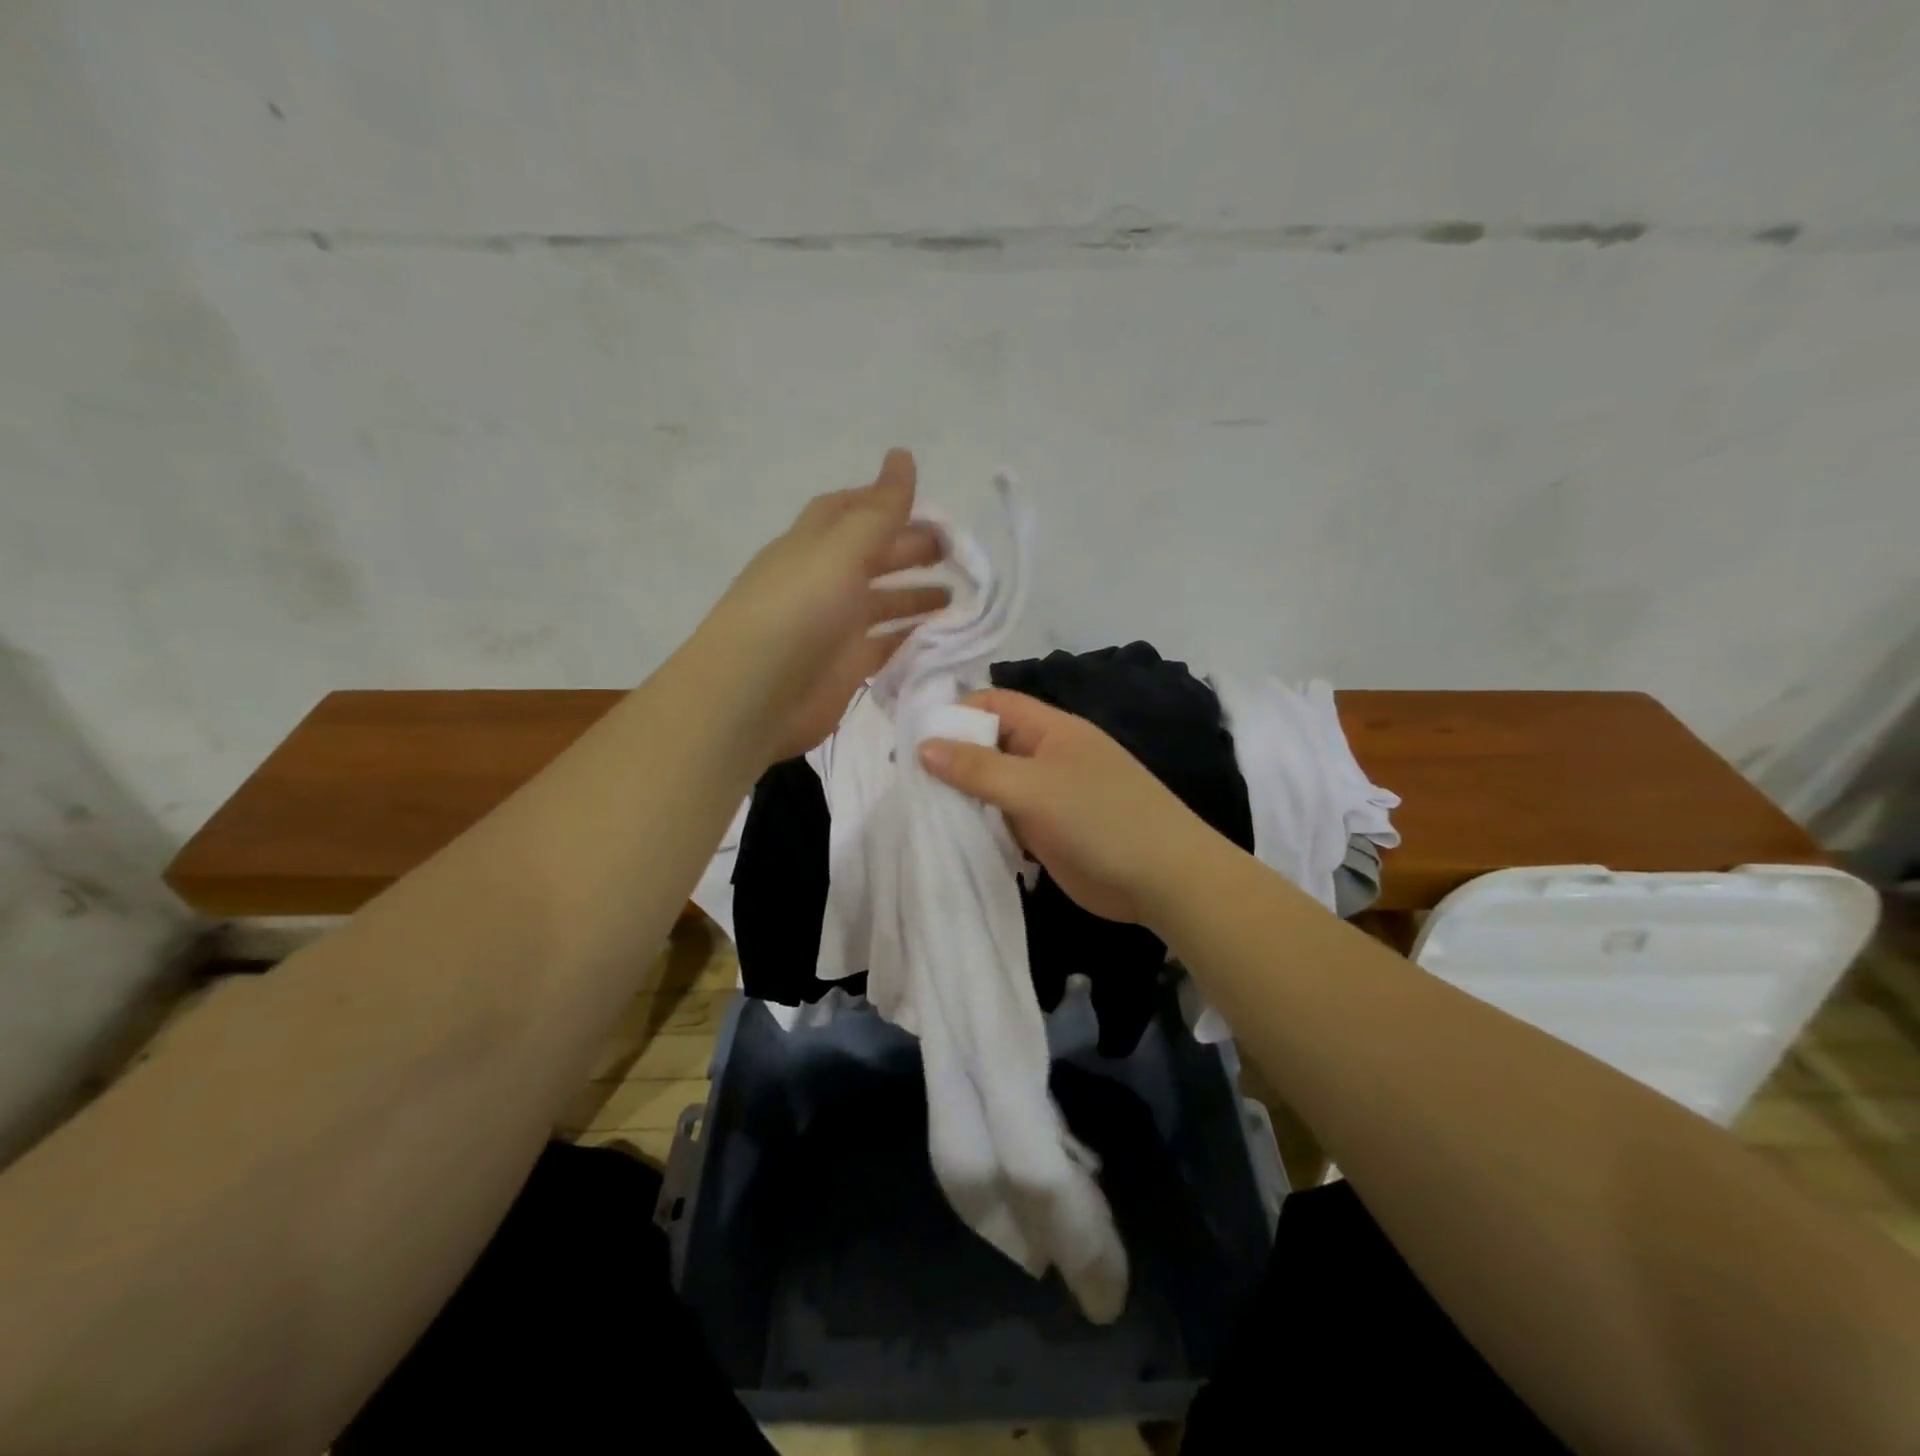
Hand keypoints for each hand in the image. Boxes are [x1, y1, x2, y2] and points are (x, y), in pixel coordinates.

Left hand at [694, 449, 948, 763]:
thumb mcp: (841, 550)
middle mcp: (823, 582)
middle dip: (911, 550)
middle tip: (956, 554)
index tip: (929, 507)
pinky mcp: (846, 669)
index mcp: (813, 545)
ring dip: (916, 596)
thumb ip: (880, 510)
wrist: (753, 697)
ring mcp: (834, 628)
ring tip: (957, 597)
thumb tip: (903, 454)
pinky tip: (941, 636)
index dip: (884, 502)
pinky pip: (885, 646)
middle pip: (872, 556)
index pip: (848, 511)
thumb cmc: (796, 611)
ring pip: (882, 603)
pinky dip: (911, 638)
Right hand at [917, 689, 1214, 925]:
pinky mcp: (1048, 832)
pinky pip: (1006, 820)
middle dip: (953, 759)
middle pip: (990, 745)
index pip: (994, 704)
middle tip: (908, 782)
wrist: (1164, 879)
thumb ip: (977, 767)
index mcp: (1050, 730)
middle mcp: (1047, 756)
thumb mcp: (1033, 787)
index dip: (956, 714)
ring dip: (964, 797)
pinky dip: (983, 826)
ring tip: (920, 811)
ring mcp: (1049, 796)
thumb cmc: (1100, 818)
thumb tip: (923, 746)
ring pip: (995, 786)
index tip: (915, 741)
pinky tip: (953, 838)